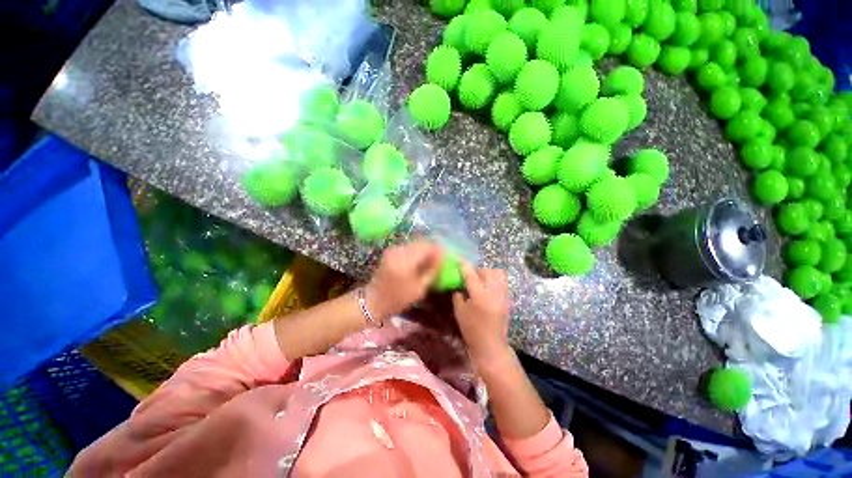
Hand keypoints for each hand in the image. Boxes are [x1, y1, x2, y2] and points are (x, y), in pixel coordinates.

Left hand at [366, 242, 442, 319]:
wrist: (373, 300)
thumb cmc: (397, 298)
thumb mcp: (419, 288)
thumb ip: (432, 270)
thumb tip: (442, 257)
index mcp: (406, 260)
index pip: (427, 246)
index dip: (439, 249)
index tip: (447, 256)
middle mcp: (399, 250)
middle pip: (421, 242)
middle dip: (433, 248)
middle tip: (440, 259)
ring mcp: (394, 249)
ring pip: (416, 243)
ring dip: (425, 250)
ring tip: (431, 260)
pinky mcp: (391, 251)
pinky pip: (409, 247)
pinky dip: (417, 252)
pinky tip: (420, 261)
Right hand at [452, 263, 511, 364]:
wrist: (491, 346)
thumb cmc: (472, 330)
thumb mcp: (459, 311)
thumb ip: (457, 294)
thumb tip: (457, 283)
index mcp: (479, 295)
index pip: (470, 273)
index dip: (463, 265)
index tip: (458, 260)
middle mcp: (493, 291)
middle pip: (486, 270)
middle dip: (476, 270)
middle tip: (468, 277)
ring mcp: (503, 294)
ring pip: (497, 273)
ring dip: (487, 273)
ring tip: (480, 281)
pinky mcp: (507, 299)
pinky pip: (503, 281)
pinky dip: (495, 279)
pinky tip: (487, 287)